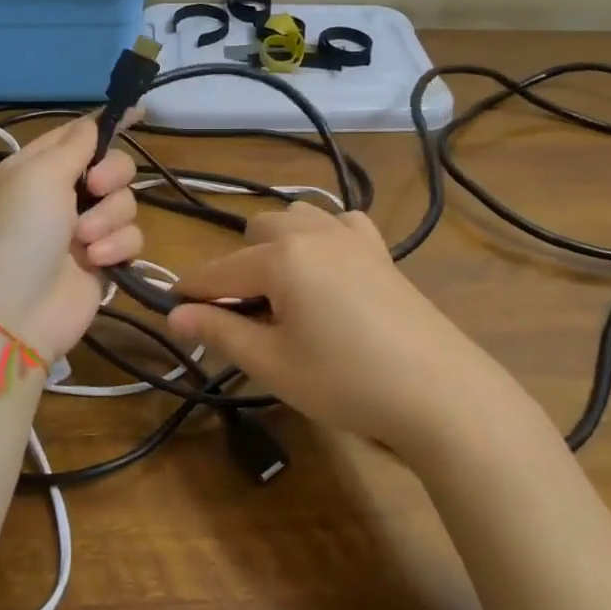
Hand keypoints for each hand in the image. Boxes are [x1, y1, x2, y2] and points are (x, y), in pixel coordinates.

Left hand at [0, 117, 141, 357]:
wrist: (11, 314)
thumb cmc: (17, 234)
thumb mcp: (38, 176)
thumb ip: (76, 144)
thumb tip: (97, 118)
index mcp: (38, 168)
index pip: (79, 135)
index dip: (109, 123)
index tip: (141, 112)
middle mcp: (62, 195)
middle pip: (112, 166)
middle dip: (112, 175)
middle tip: (95, 189)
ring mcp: (84, 229)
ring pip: (126, 203)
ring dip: (109, 218)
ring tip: (83, 241)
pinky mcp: (104, 260)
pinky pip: (131, 238)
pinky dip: (116, 246)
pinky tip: (96, 261)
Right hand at [168, 203, 519, 456]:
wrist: (438, 390)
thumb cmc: (345, 380)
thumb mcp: (273, 364)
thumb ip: (220, 333)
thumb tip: (174, 316)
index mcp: (280, 257)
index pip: (218, 271)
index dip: (190, 292)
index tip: (171, 309)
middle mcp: (312, 233)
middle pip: (256, 233)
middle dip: (238, 268)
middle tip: (243, 317)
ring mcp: (351, 236)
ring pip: (296, 219)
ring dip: (278, 246)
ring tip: (283, 292)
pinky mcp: (380, 249)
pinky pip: (340, 223)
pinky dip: (323, 237)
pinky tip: (329, 269)